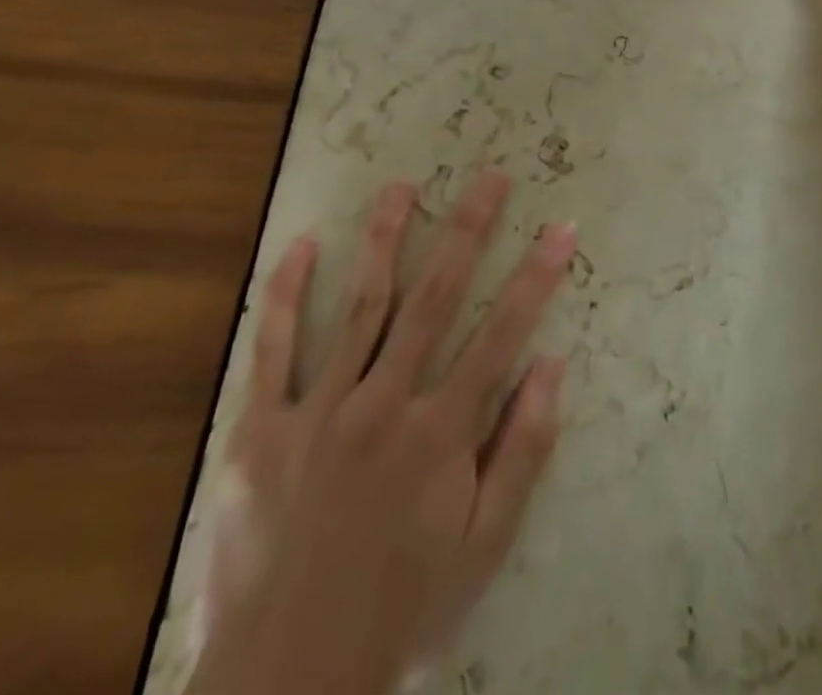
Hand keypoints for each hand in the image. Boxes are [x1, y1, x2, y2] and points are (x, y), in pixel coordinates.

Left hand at [188, 171, 574, 694]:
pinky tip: (301, 245)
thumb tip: (552, 365)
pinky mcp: (259, 431)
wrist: (285, 686)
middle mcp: (383, 403)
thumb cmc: (402, 610)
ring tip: (402, 186)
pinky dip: (285, 294)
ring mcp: (317, 411)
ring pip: (360, 305)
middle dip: (468, 230)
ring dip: (385, 239)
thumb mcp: (485, 544)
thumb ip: (522, 450)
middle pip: (435, 297)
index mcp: (439, 432)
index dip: (537, 276)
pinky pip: (273, 349)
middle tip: (490, 177)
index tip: (562, 227)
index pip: (503, 333)